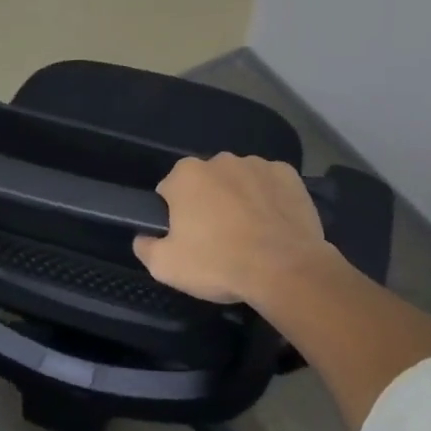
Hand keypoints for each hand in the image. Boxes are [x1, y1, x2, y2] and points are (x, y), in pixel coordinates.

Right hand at [133, 153, 331, 304]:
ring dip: (239, 199)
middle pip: (206, 183)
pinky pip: (271, 184)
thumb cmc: (219, 264)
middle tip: (218, 240)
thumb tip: (143, 237)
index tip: (187, 239)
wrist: (284, 270)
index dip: (175, 216)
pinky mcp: (288, 175)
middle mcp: (220, 160)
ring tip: (250, 236)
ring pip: (239, 181)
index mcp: (186, 174)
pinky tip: (274, 225)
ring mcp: (257, 164)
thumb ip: (146, 247)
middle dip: (208, 203)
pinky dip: (270, 199)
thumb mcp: (166, 267)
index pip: (170, 191)